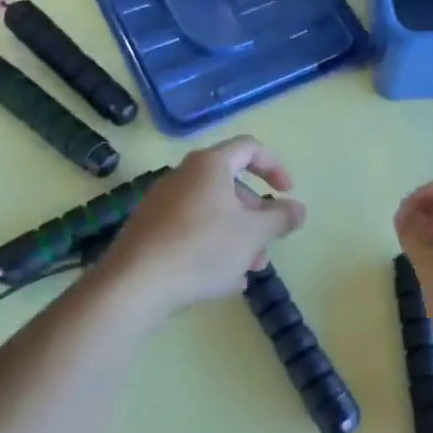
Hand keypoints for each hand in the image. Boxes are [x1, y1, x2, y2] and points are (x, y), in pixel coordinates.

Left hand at [97, 136, 305, 318]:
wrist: (134, 284)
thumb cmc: (202, 249)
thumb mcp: (253, 234)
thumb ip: (281, 218)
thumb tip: (299, 208)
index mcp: (210, 165)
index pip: (249, 148)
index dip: (274, 166)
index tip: (288, 192)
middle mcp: (183, 176)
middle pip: (229, 184)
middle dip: (255, 214)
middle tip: (267, 243)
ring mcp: (162, 203)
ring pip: (211, 212)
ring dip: (236, 236)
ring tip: (247, 270)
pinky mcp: (148, 230)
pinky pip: (189, 231)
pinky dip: (211, 247)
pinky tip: (221, 281)